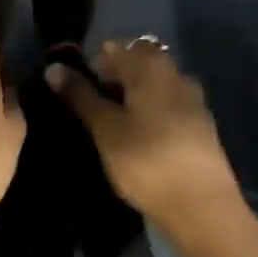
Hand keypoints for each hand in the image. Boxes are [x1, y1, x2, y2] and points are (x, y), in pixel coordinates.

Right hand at [48, 38, 241, 235]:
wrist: (204, 210)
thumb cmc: (146, 161)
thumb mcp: (105, 128)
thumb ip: (80, 95)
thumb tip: (53, 67)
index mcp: (151, 66)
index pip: (115, 46)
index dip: (92, 63)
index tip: (77, 89)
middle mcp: (175, 73)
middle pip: (138, 62)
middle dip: (114, 77)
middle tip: (94, 107)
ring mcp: (193, 100)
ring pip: (155, 84)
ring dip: (133, 95)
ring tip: (114, 124)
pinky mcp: (202, 126)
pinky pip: (169, 104)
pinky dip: (151, 112)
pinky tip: (140, 138)